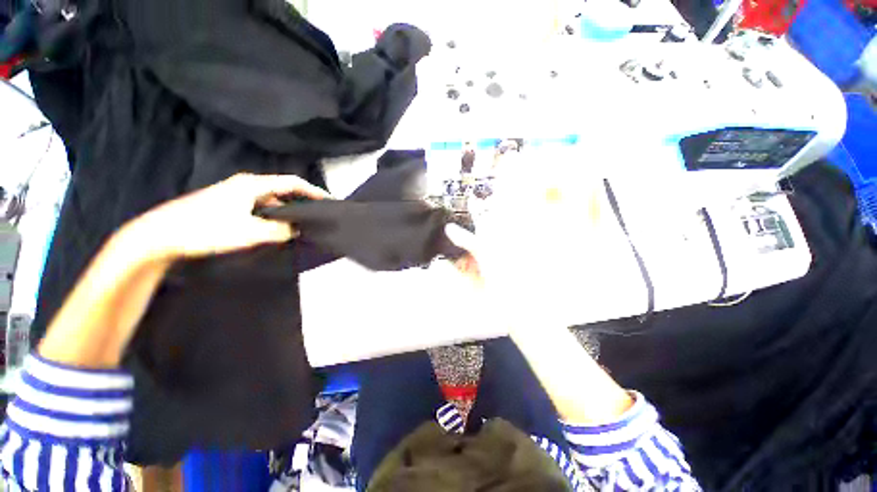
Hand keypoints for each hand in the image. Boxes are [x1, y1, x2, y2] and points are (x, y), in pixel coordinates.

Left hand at [129, 173, 329, 260]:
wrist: (160, 236)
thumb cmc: (205, 229)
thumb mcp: (249, 232)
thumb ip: (280, 230)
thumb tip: (298, 230)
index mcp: (252, 185)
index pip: (292, 183)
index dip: (314, 191)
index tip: (331, 201)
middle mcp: (246, 185)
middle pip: (283, 190)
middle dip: (303, 201)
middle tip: (319, 215)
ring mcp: (235, 195)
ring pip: (272, 200)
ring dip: (288, 210)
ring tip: (303, 224)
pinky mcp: (228, 206)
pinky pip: (261, 208)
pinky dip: (274, 216)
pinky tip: (277, 228)